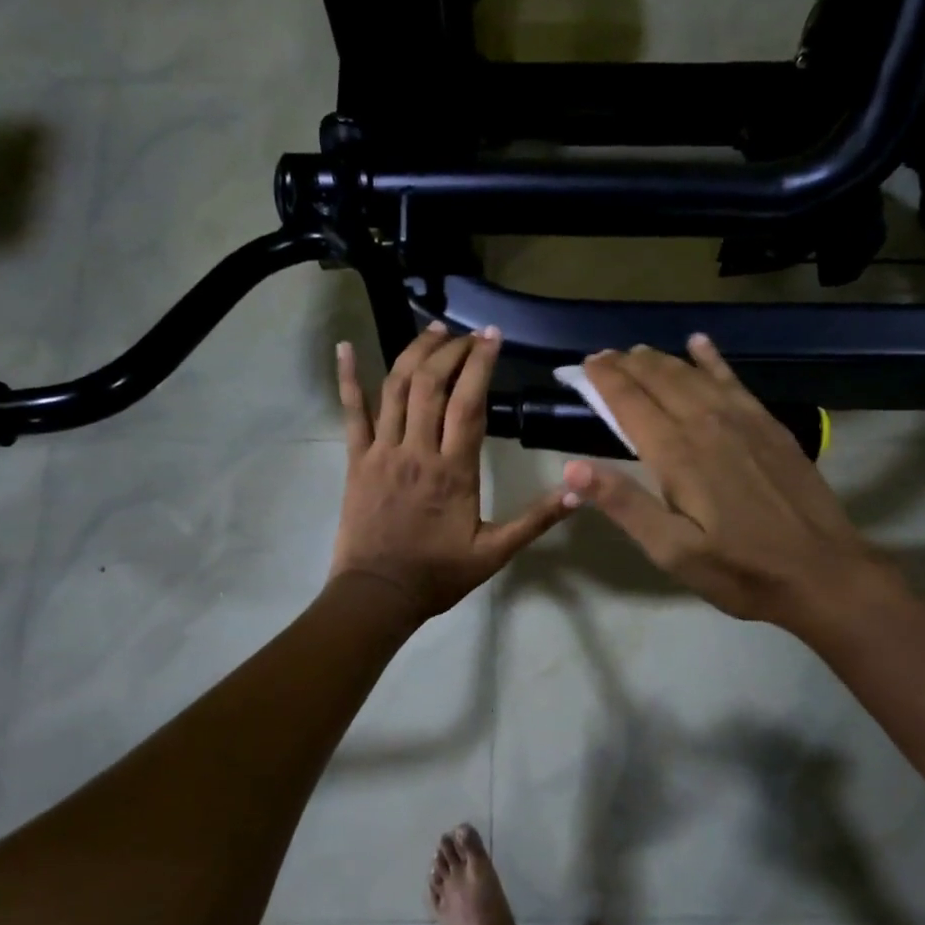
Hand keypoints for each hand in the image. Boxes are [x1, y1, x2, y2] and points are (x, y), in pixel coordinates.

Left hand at [331, 323, 576, 623]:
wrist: (377, 595)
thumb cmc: (438, 574)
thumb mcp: (495, 553)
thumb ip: (536, 520)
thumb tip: (579, 491)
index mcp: (453, 471)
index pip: (469, 403)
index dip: (480, 364)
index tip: (492, 336)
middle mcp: (416, 451)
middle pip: (431, 384)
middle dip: (450, 350)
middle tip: (468, 334)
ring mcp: (382, 452)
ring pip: (395, 389)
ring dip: (413, 353)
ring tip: (433, 330)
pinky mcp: (356, 459)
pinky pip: (351, 412)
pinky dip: (347, 377)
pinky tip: (345, 347)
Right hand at [561, 337, 888, 632]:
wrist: (823, 572)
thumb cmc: (739, 570)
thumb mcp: (672, 551)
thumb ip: (623, 505)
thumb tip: (571, 468)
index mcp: (677, 454)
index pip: (630, 402)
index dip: (604, 380)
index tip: (583, 365)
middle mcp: (707, 424)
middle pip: (660, 380)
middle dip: (626, 364)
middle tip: (602, 356)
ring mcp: (743, 420)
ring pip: (693, 374)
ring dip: (661, 360)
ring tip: (637, 351)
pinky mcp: (769, 425)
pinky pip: (733, 379)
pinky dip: (712, 359)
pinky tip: (700, 344)